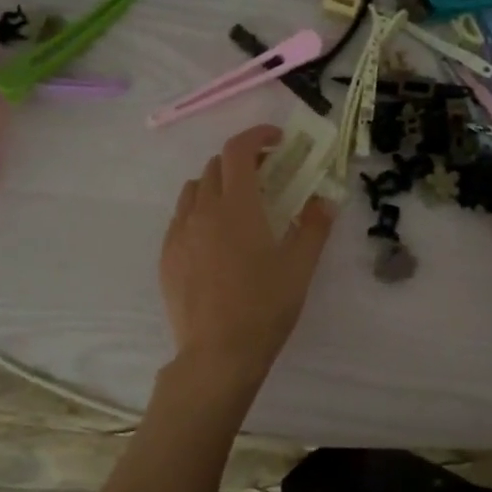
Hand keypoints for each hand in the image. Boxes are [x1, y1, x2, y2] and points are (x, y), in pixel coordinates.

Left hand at [160, 125, 335, 384]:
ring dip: (218, 185)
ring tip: (239, 207)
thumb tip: (325, 200)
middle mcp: (202, 211)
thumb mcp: (300, 267)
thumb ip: (314, 226)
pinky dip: (201, 212)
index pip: (238, 150)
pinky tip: (216, 239)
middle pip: (216, 167)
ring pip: (194, 190)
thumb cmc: (264, 307)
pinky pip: (181, 218)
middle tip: (267, 177)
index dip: (257, 136)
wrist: (217, 354)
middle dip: (242, 161)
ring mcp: (179, 233)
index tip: (277, 140)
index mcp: (236, 206)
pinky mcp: (167, 256)